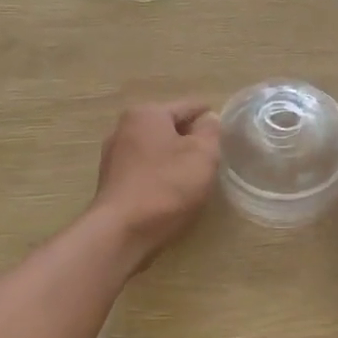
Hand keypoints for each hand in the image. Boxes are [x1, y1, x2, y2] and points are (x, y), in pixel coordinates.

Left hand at [91, 101, 220, 267]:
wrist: (121, 230)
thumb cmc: (166, 186)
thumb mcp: (202, 155)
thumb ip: (210, 131)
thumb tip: (209, 119)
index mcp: (147, 113)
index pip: (189, 107)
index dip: (210, 118)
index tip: (226, 131)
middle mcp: (125, 127)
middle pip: (169, 127)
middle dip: (190, 139)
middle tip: (212, 158)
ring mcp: (114, 155)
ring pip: (156, 149)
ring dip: (174, 158)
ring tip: (194, 177)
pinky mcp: (111, 180)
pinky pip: (144, 168)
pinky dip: (160, 174)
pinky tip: (171, 191)